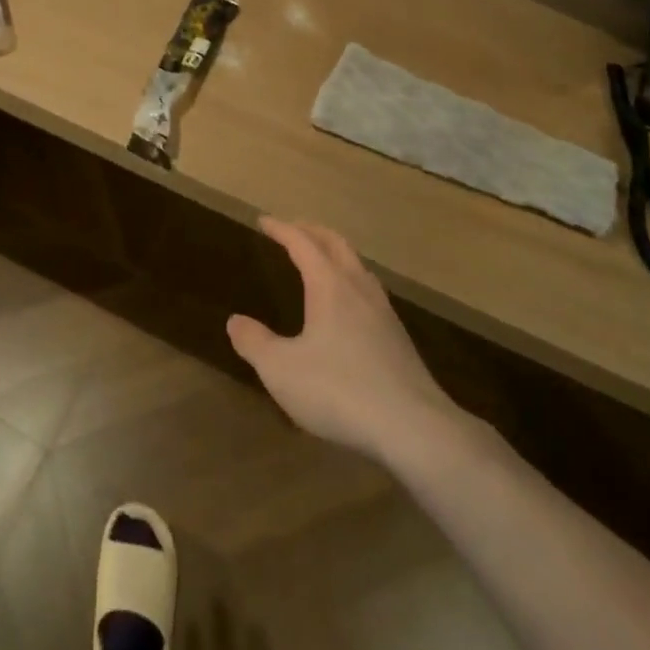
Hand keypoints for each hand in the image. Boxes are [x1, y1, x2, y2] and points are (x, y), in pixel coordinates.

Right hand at [228, 217, 465, 469]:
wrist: (413, 427)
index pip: (302, 243)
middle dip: (312, 231)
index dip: (281, 229)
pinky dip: (352, 281)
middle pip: (336, 244)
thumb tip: (235, 321)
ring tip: (322, 261)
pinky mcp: (398, 338)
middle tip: (293, 229)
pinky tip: (350, 308)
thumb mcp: (282, 371)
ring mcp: (383, 312)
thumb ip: (255, 344)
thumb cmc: (340, 390)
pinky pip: (370, 292)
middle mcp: (358, 288)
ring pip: (358, 266)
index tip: (264, 221)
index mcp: (329, 285)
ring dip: (336, 254)